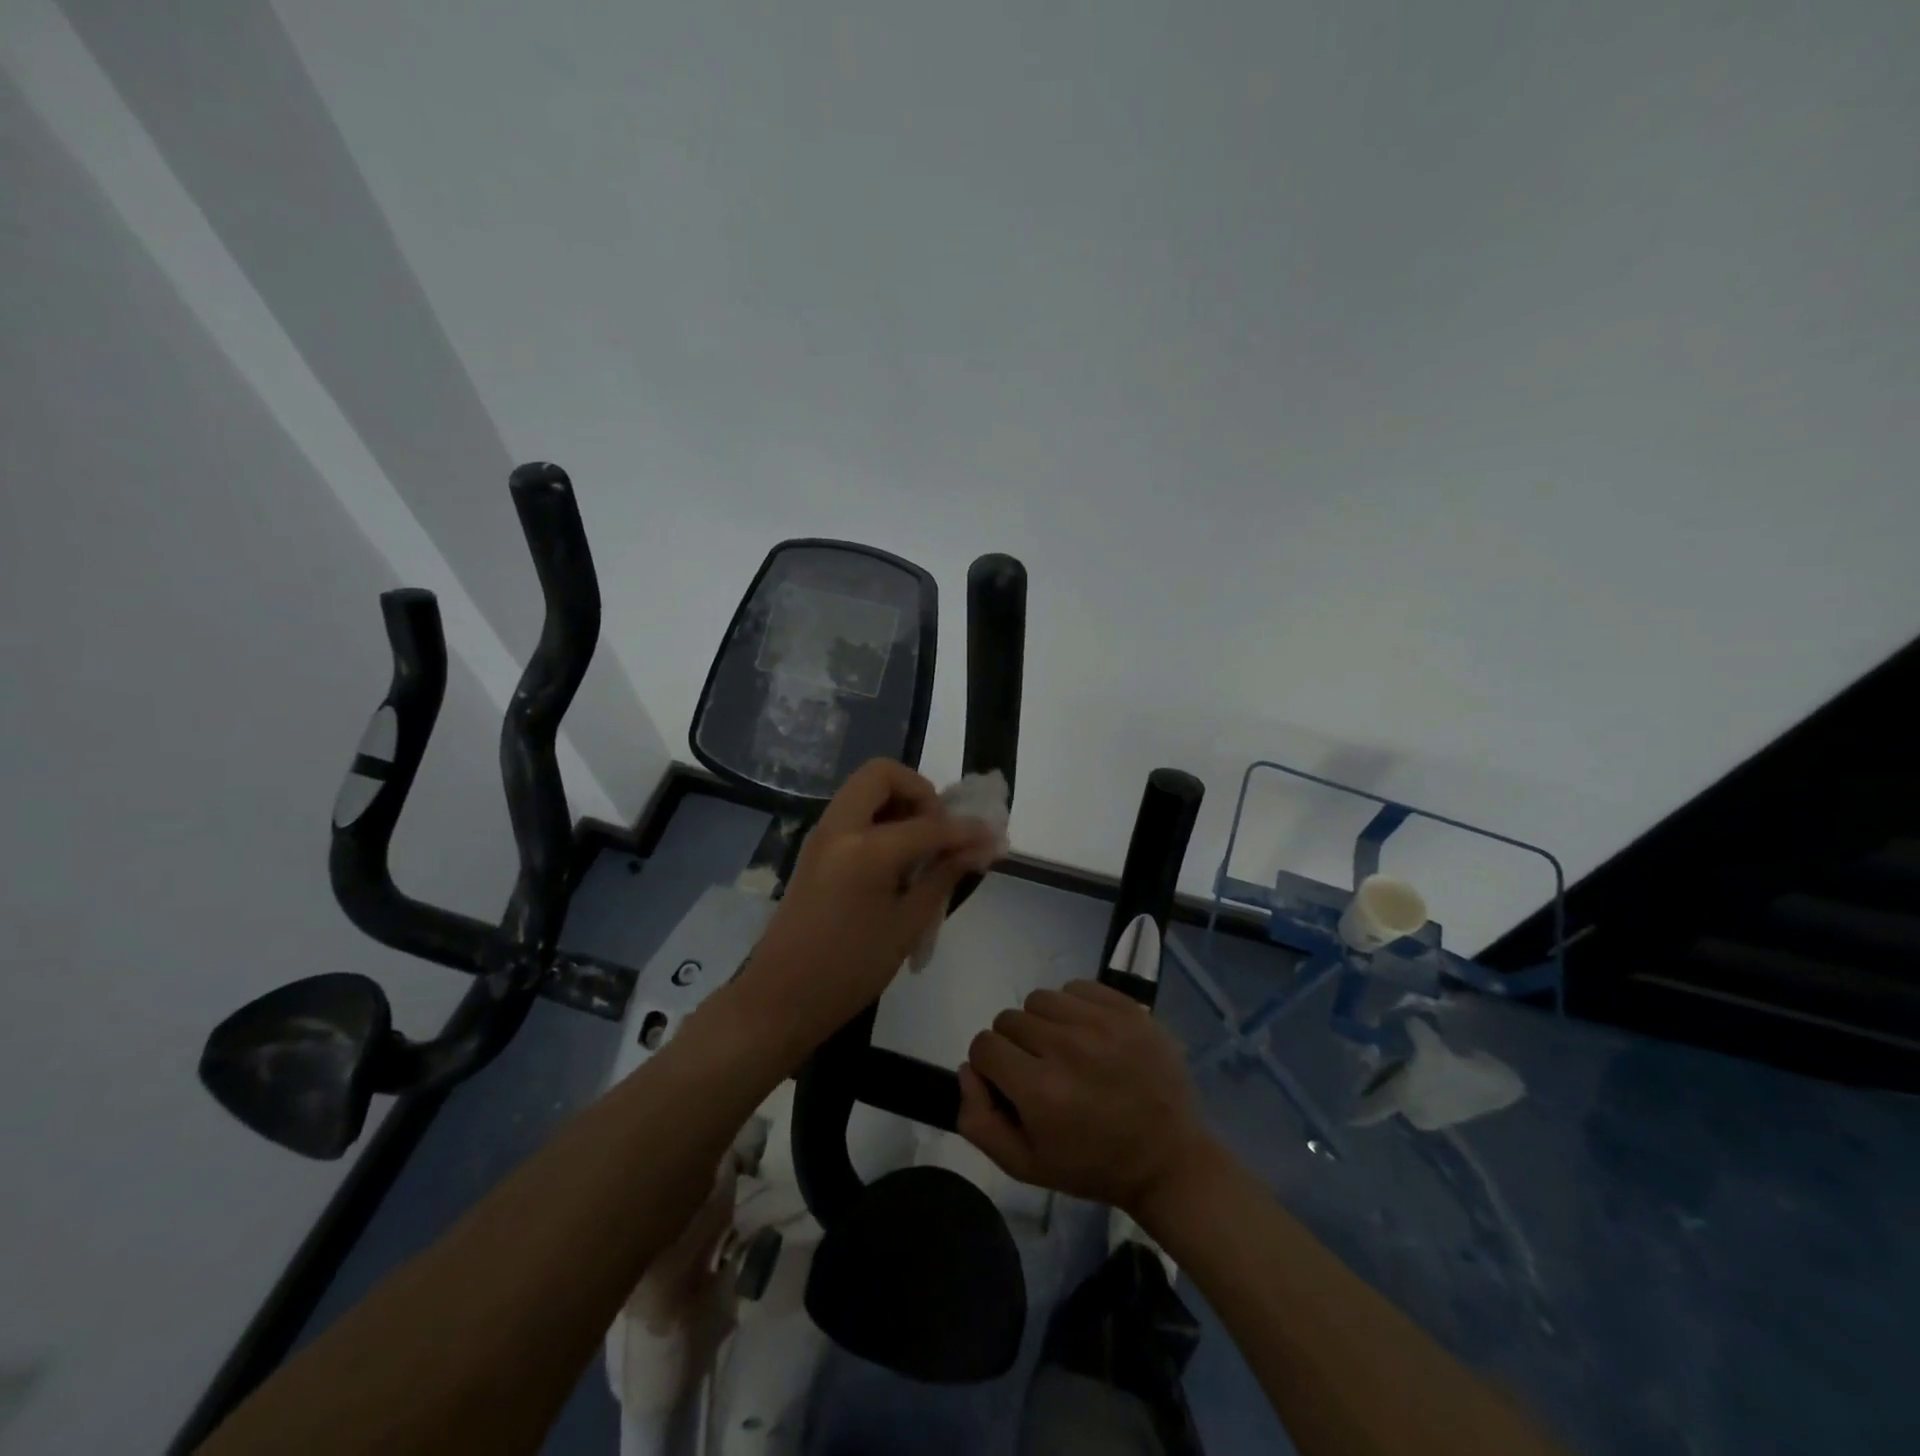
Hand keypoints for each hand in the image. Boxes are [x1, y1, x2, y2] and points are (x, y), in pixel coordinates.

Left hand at [740, 759, 1001, 1049]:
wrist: (779, 999)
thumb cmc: (849, 970)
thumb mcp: (906, 925)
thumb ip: (944, 876)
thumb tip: (981, 848)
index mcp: (865, 848)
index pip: (929, 824)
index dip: (966, 829)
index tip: (994, 837)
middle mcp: (840, 827)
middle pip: (883, 774)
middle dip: (920, 792)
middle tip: (939, 830)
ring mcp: (822, 835)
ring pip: (864, 789)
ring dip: (899, 803)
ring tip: (922, 846)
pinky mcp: (815, 848)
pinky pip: (853, 811)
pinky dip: (880, 818)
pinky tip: (898, 858)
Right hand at [958, 979, 1218, 1215]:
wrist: (1169, 1158)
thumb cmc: (1093, 1165)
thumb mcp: (1026, 1165)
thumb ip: (979, 1121)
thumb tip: (966, 1069)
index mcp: (1040, 1091)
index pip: (984, 1046)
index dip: (990, 1066)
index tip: (1010, 1083)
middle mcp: (1067, 1048)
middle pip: (1009, 1019)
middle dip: (1015, 1045)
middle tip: (1040, 1071)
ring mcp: (1100, 1023)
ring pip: (1039, 999)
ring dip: (1042, 1023)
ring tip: (1064, 1050)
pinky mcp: (1126, 1008)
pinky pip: (1075, 987)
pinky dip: (1072, 1007)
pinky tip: (1088, 1034)